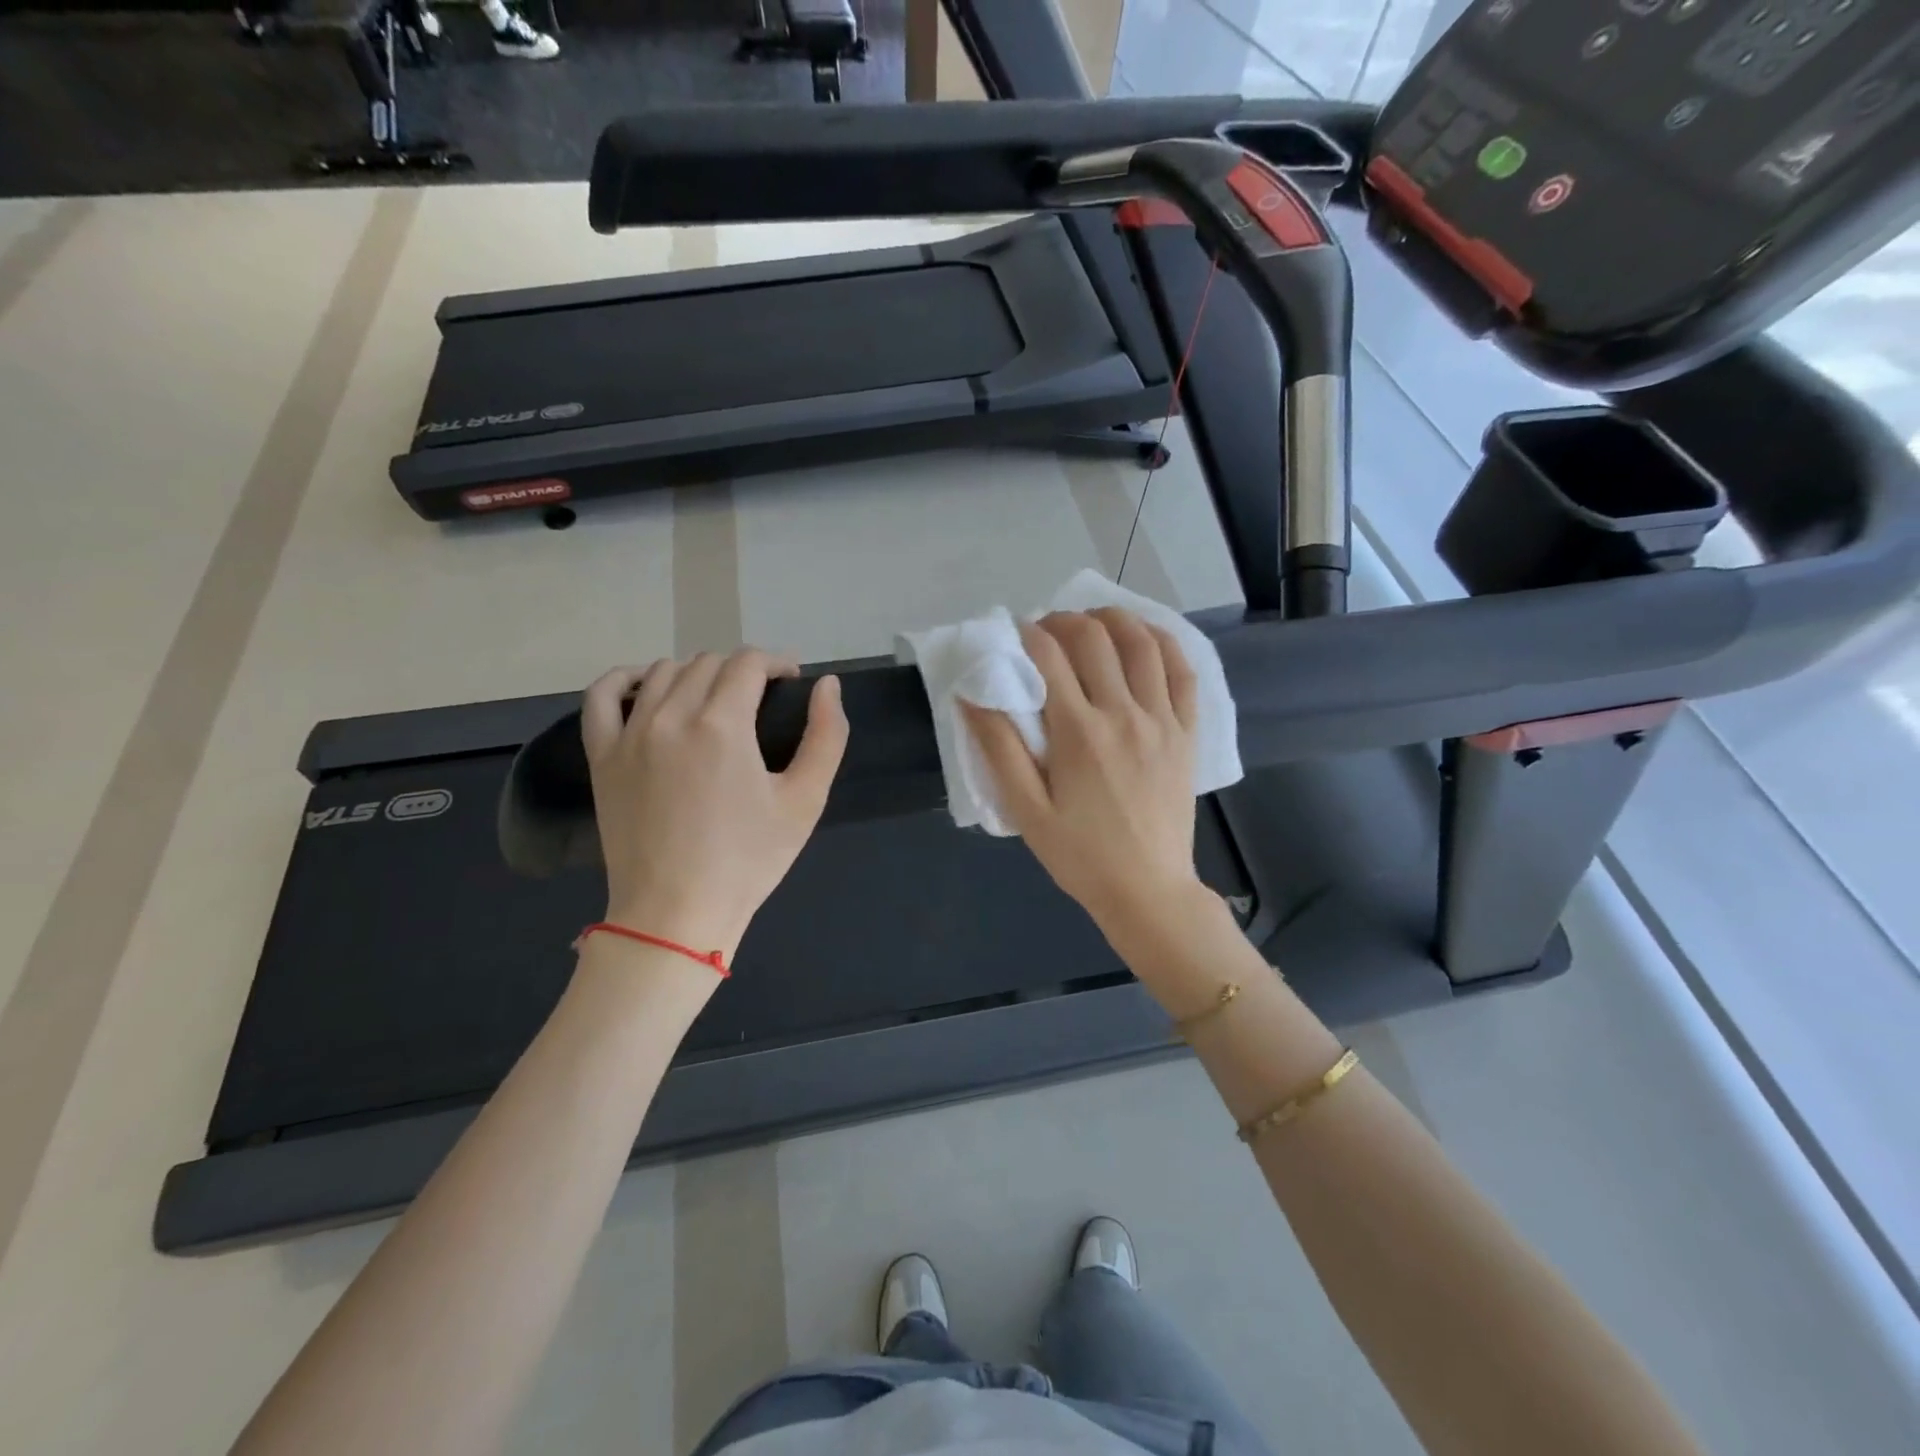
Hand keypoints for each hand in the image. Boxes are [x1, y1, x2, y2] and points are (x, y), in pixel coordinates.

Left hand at [583, 649, 847, 958]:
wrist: (676, 914)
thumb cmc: (749, 860)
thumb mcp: (806, 801)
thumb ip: (826, 735)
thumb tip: (828, 684)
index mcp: (723, 726)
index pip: (748, 662)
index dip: (776, 662)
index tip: (790, 681)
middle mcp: (671, 717)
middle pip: (708, 663)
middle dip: (742, 670)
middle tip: (761, 699)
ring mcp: (629, 734)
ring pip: (662, 672)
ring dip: (696, 673)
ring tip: (715, 700)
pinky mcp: (602, 756)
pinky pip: (601, 696)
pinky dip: (624, 679)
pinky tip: (646, 686)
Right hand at [964, 609, 1205, 946]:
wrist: (1148, 890)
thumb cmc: (1080, 856)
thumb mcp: (1026, 810)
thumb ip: (999, 749)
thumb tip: (971, 695)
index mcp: (1078, 733)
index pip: (1049, 657)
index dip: (1027, 634)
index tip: (1014, 633)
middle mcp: (1123, 714)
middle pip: (1094, 639)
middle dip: (1064, 621)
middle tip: (1046, 630)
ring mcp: (1162, 720)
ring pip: (1143, 643)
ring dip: (1113, 619)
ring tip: (1092, 622)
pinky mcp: (1187, 732)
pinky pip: (1183, 672)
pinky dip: (1164, 643)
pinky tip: (1145, 637)